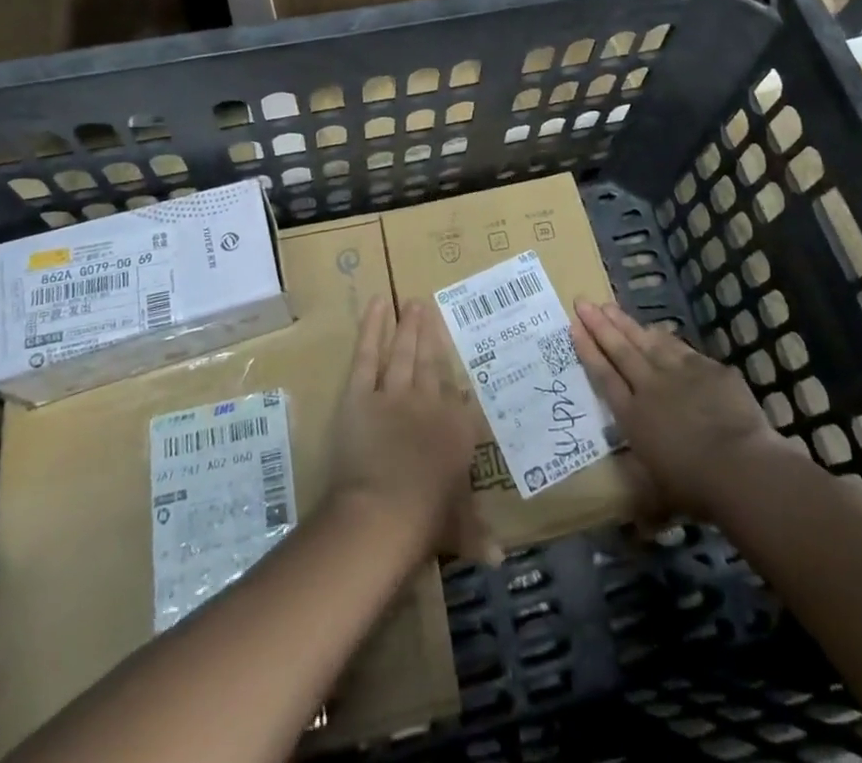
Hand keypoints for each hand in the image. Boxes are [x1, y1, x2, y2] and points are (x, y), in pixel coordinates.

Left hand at [331, 298, 496, 563]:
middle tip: (429, 307)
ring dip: (408, 326)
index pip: (461, 399)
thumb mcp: (457, 529)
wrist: (384, 513)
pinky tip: (377, 304)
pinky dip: (372, 328)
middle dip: (431, 335)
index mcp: (457, 431)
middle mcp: (430, 403)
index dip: (457, 380)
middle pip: (432, 363)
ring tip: (412, 302)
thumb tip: (500, 559)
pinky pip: (368, 355)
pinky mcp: (361, 393)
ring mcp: (395, 393)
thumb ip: (476, 534)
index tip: (459, 361)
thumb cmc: (425, 522)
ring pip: (403, 353)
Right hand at [572, 300, 779, 524]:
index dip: (588, 350)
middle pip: (620, 350)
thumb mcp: (662, 496)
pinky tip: (657, 329)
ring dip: (626, 323)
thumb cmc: (695, 487)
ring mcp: (679, 373)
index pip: (604, 376)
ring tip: (610, 306)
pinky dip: (664, 337)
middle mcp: (649, 387)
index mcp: (632, 416)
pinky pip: (680, 348)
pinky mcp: (708, 368)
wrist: (740, 466)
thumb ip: (647, 500)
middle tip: (583, 301)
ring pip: (646, 341)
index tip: (574, 326)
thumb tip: (639, 528)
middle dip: (600, 325)